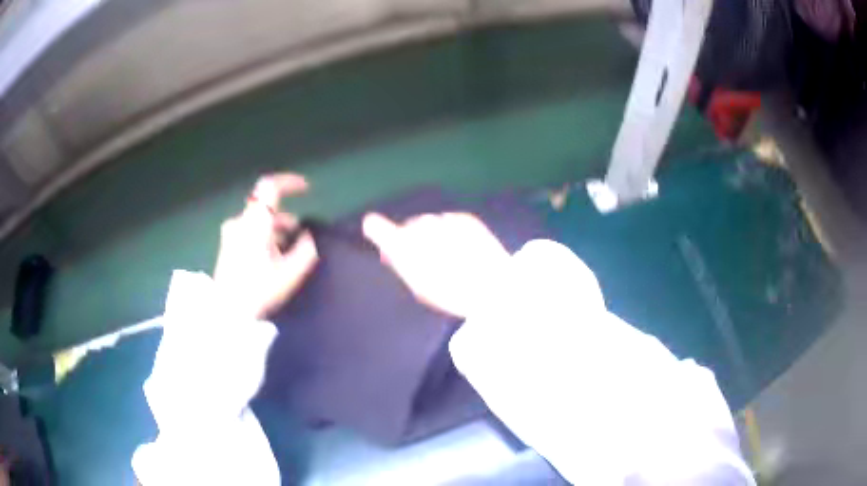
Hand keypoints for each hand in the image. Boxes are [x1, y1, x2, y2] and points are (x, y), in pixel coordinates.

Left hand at [214, 173, 317, 318]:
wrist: (226, 312)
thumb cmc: (259, 290)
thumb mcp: (290, 273)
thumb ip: (305, 250)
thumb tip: (308, 237)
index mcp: (255, 223)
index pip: (270, 187)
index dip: (290, 183)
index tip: (307, 189)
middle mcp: (240, 222)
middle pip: (265, 208)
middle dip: (285, 217)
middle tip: (300, 235)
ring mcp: (230, 234)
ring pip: (257, 221)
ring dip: (275, 230)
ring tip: (288, 252)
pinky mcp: (226, 246)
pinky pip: (249, 231)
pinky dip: (263, 237)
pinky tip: (271, 259)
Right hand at [362, 212, 508, 317]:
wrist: (495, 286)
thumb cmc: (453, 293)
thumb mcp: (420, 285)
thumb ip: (401, 263)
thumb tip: (390, 250)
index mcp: (405, 248)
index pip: (379, 228)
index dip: (375, 227)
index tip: (372, 226)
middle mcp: (422, 227)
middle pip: (409, 228)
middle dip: (412, 238)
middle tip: (423, 257)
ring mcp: (444, 219)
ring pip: (430, 223)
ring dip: (432, 233)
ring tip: (447, 255)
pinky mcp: (464, 217)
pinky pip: (449, 221)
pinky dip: (450, 230)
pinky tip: (460, 247)